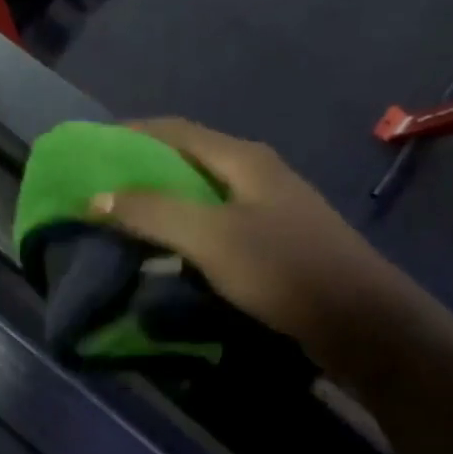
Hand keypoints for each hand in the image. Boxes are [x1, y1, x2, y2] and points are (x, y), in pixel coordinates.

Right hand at [88, 118, 395, 338]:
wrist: (361, 322)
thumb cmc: (283, 269)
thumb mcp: (210, 237)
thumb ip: (152, 213)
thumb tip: (96, 197)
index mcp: (243, 159)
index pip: (175, 131)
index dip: (131, 134)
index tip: (90, 148)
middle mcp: (257, 174)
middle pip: (188, 159)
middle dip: (142, 168)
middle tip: (100, 188)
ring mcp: (269, 208)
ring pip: (203, 192)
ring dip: (163, 199)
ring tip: (124, 218)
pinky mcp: (274, 241)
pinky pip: (216, 221)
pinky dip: (184, 226)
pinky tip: (169, 250)